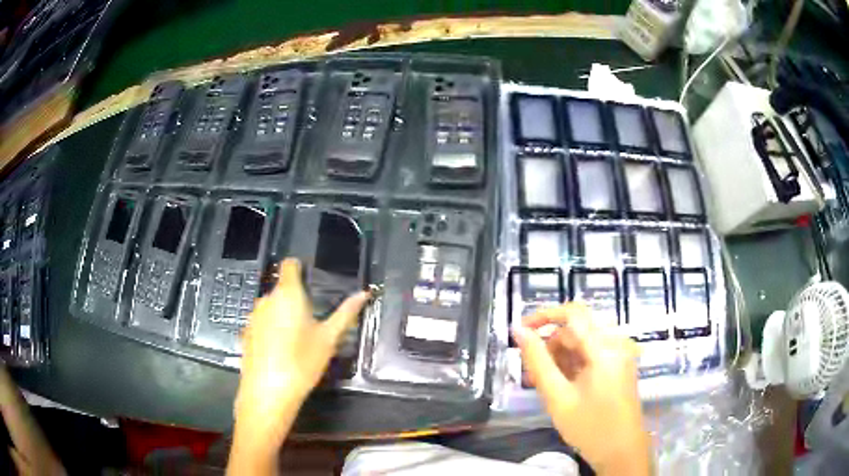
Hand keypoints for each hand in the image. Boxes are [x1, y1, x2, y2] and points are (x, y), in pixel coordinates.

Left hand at [234, 259, 369, 436]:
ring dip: (284, 314)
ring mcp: (253, 316)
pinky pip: (262, 322)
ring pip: (272, 307)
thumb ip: (346, 313)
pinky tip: (281, 351)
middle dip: (296, 299)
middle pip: (282, 288)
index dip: (300, 268)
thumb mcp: (329, 339)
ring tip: (298, 340)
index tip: (312, 281)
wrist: (267, 393)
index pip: (290, 265)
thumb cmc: (302, 362)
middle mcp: (266, 299)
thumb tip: (364, 293)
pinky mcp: (246, 333)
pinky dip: (272, 329)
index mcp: (288, 294)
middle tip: (314, 321)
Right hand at [513, 303, 650, 475]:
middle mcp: (617, 342)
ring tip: (544, 382)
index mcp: (605, 348)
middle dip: (551, 343)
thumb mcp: (557, 397)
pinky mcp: (620, 362)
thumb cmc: (589, 427)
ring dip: (560, 354)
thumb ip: (537, 362)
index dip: (544, 316)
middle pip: (577, 326)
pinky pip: (592, 350)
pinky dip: (573, 361)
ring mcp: (621, 352)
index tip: (520, 332)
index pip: (573, 313)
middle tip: (531, 370)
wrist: (621, 450)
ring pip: (583, 339)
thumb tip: (519, 332)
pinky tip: (561, 383)